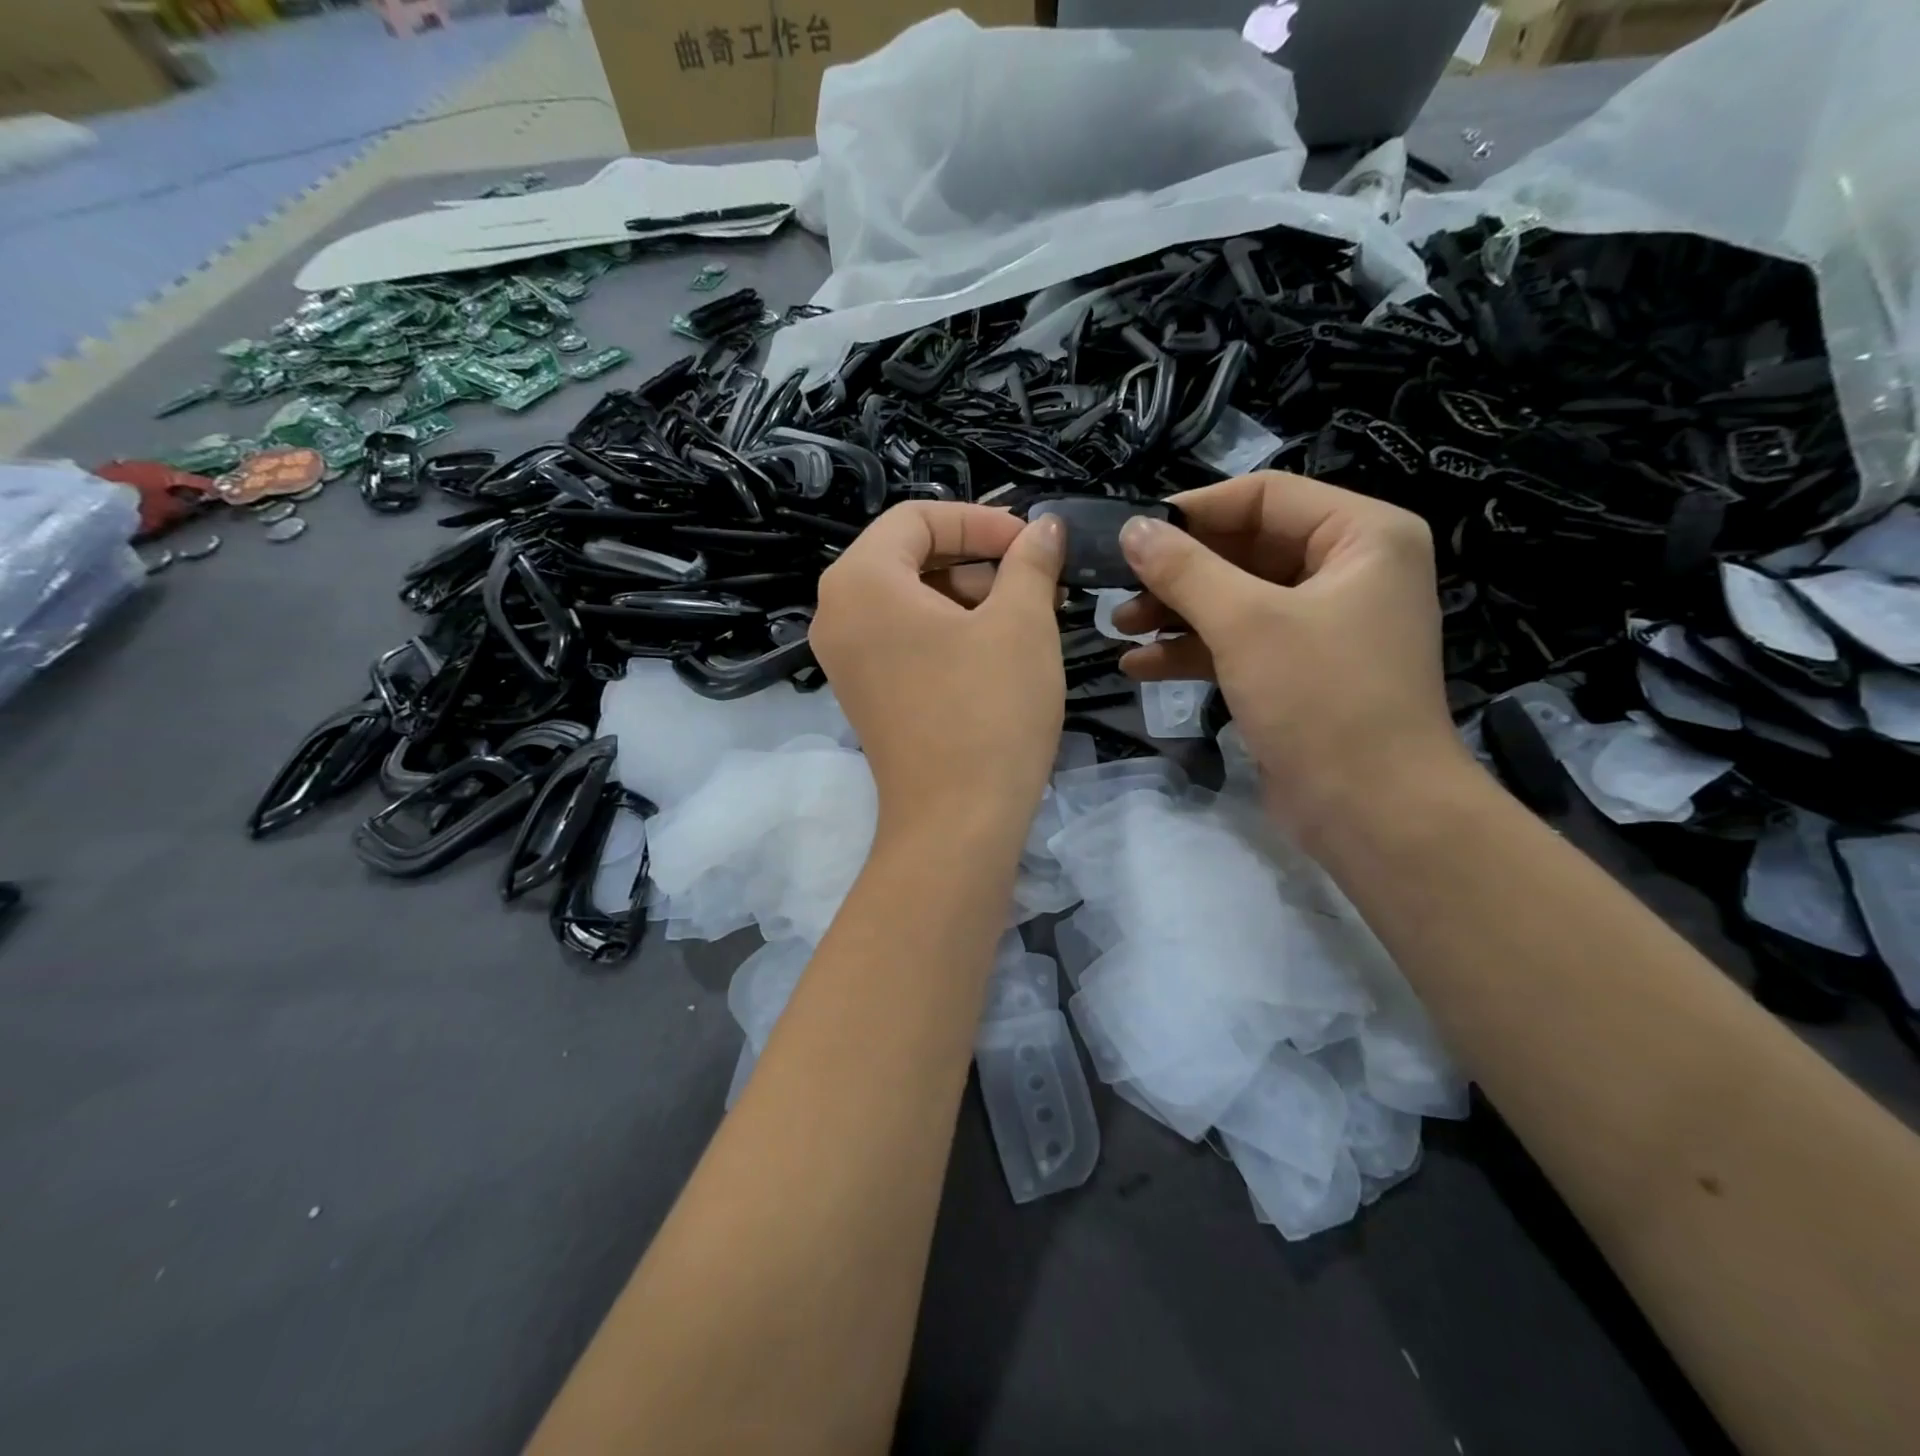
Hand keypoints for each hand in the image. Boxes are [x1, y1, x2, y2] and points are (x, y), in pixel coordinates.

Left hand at [812, 503, 1065, 840]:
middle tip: (1036, 582)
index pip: (919, 518)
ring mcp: (845, 658)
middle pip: (910, 557)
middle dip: (978, 560)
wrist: (956, 823)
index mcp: (861, 580)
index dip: (982, 520)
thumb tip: (1044, 528)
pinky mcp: (864, 693)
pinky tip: (997, 650)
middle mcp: (837, 612)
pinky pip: (903, 638)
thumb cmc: (989, 710)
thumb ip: (1031, 562)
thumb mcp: (1022, 623)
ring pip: (910, 600)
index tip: (1033, 543)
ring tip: (1028, 618)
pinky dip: (948, 631)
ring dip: (969, 597)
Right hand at [1114, 471, 1468, 837]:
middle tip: (1117, 587)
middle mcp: (1348, 570)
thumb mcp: (1246, 624)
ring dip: (1176, 613)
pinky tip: (1139, 666)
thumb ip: (1185, 570)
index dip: (1194, 511)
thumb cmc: (1321, 699)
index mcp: (1361, 536)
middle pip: (1245, 549)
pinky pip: (1239, 642)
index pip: (1265, 496)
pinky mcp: (1298, 671)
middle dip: (1178, 572)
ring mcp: (1323, 624)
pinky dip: (1192, 650)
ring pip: (1236, 599)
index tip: (1132, 534)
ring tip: (1118, 627)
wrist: (1373, 811)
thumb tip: (1131, 530)